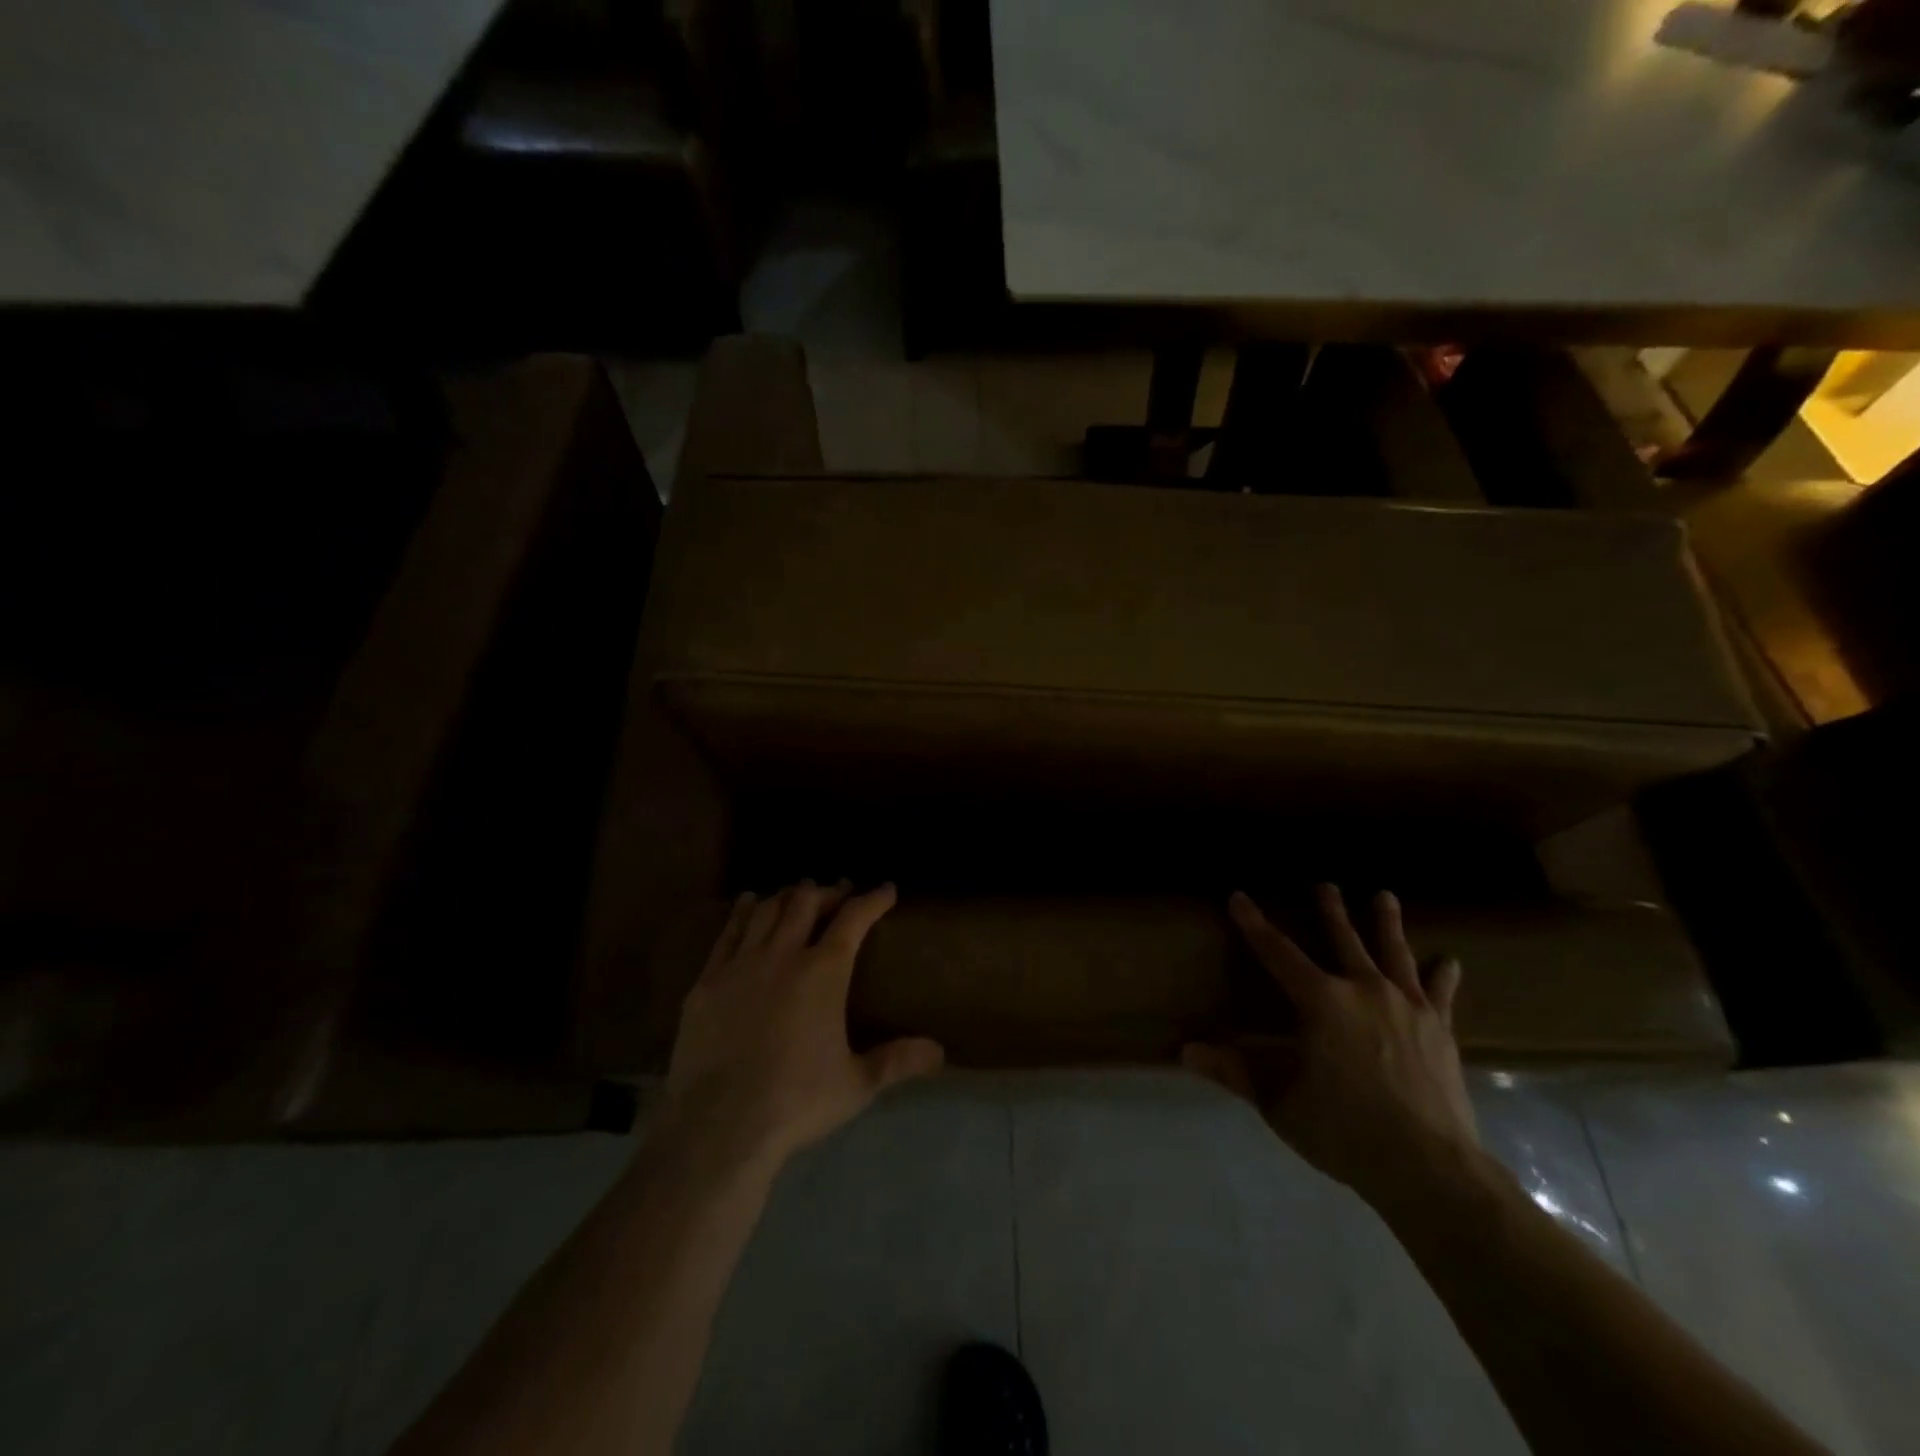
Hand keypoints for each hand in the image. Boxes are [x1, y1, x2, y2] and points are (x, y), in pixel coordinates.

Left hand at [663, 880, 944, 1170]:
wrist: (720, 1125)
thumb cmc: (796, 1101)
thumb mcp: (857, 1085)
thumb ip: (897, 1062)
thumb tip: (940, 1052)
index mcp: (823, 972)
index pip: (853, 919)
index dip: (873, 899)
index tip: (886, 889)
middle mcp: (783, 955)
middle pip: (806, 903)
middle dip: (828, 891)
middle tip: (840, 890)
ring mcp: (741, 964)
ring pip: (767, 911)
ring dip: (787, 896)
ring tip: (798, 892)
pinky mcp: (707, 982)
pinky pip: (728, 933)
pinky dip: (743, 912)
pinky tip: (749, 904)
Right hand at [1182, 885, 1477, 1210]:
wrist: (1429, 1167)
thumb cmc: (1343, 1129)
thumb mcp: (1278, 1101)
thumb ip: (1235, 1071)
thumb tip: (1185, 1051)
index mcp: (1321, 1001)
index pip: (1277, 952)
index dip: (1254, 924)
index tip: (1239, 897)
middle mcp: (1364, 990)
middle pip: (1343, 940)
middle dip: (1330, 910)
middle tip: (1325, 884)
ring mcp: (1407, 1007)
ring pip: (1393, 953)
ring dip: (1386, 923)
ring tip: (1385, 896)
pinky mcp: (1440, 1031)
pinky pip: (1439, 994)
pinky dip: (1443, 976)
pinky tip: (1449, 962)